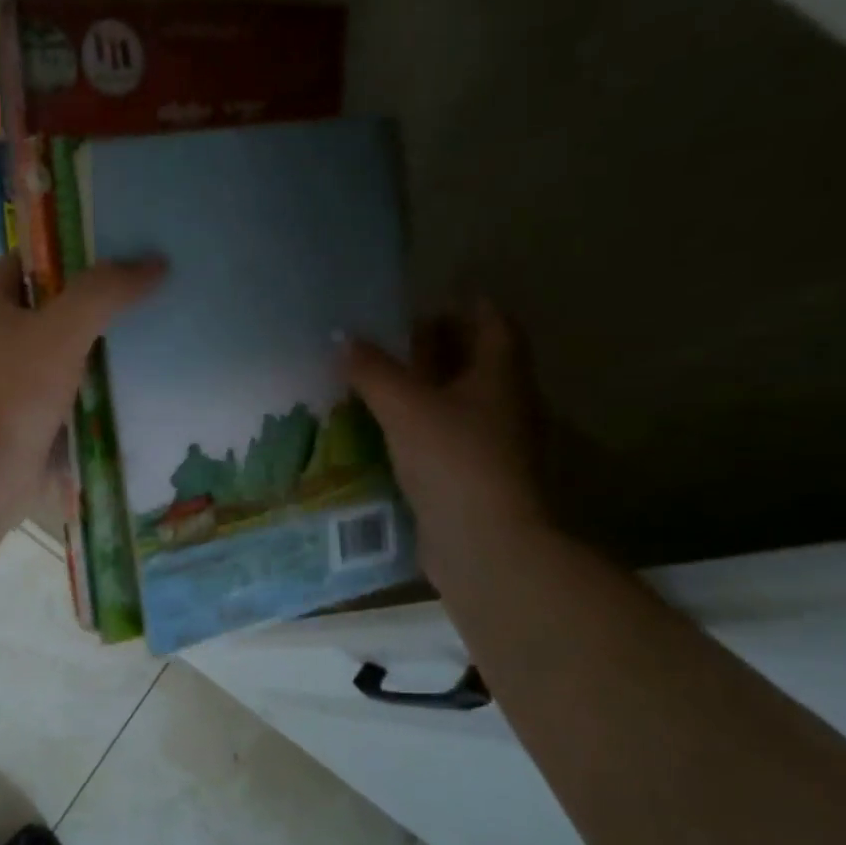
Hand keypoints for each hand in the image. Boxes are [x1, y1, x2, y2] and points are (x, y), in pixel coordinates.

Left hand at [0, 253, 164, 512]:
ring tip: (153, 328)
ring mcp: (12, 380)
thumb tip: (155, 263)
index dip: (70, 247)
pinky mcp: (29, 415)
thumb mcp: (62, 330)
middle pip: (52, 304)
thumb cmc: (14, 393)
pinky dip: (96, 384)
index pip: (30, 259)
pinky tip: (135, 380)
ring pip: (64, 350)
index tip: (119, 245)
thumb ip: (105, 292)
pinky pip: (69, 389)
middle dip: (96, 298)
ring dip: (101, 344)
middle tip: (147, 287)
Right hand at [345, 300, 549, 582]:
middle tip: (386, 343)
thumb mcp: (405, 407)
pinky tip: (381, 434)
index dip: (465, 306)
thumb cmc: (454, 460)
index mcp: (500, 375)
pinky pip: (442, 440)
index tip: (425, 301)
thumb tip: (341, 336)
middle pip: (473, 362)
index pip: (492, 323)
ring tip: (374, 385)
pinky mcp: (471, 478)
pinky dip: (416, 430)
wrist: (484, 543)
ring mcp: (490, 444)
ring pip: (455, 404)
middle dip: (435, 349)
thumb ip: (372, 370)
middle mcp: (504, 404)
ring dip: (421, 392)